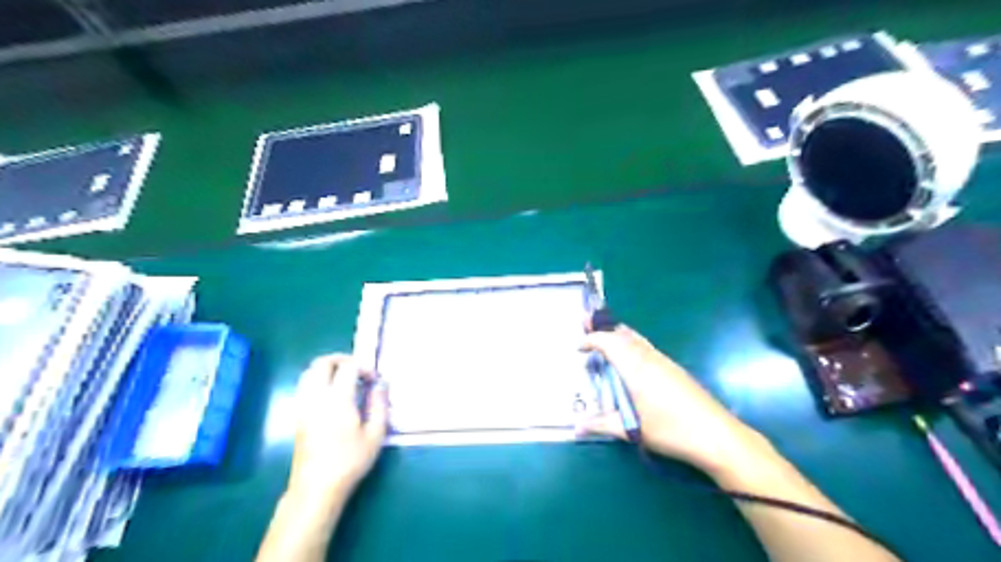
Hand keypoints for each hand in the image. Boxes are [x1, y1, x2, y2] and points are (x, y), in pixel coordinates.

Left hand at [287, 353, 387, 501]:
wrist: (316, 487)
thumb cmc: (350, 461)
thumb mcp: (375, 434)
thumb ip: (380, 404)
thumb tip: (382, 384)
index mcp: (337, 399)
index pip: (348, 366)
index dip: (364, 367)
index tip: (374, 380)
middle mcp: (316, 397)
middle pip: (322, 363)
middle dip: (341, 360)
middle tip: (358, 370)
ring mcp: (303, 405)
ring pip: (309, 372)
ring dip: (327, 369)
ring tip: (345, 380)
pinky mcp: (298, 415)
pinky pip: (305, 386)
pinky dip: (318, 380)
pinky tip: (333, 395)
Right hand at [580, 322, 767, 476]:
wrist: (717, 434)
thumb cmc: (671, 430)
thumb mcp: (633, 430)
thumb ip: (602, 424)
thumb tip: (576, 427)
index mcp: (635, 367)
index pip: (608, 342)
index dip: (591, 340)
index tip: (578, 347)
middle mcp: (648, 358)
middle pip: (623, 333)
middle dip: (603, 327)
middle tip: (587, 323)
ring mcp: (664, 361)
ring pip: (636, 338)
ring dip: (618, 334)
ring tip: (605, 336)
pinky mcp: (674, 369)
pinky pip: (646, 347)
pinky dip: (632, 343)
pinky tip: (631, 359)